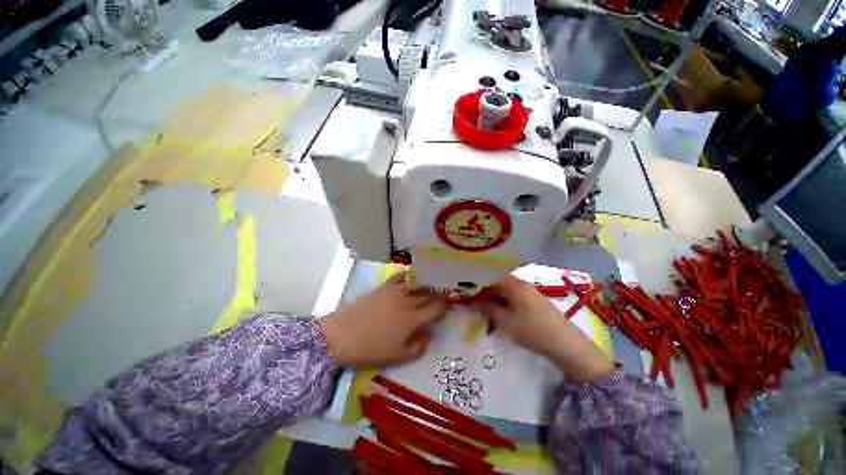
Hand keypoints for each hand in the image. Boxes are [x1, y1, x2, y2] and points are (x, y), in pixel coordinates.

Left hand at [318, 272, 447, 368]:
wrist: (342, 335)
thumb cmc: (371, 349)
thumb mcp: (397, 356)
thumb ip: (418, 347)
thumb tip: (431, 334)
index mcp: (412, 319)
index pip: (435, 309)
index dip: (444, 306)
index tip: (449, 304)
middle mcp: (407, 302)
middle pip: (427, 294)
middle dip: (438, 293)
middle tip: (444, 292)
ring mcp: (394, 292)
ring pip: (416, 284)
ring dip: (426, 283)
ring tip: (432, 282)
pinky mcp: (383, 287)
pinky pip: (399, 276)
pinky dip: (408, 275)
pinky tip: (411, 276)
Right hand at [475, 276, 613, 382]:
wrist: (566, 343)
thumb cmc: (531, 329)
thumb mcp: (505, 320)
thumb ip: (488, 308)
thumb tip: (475, 300)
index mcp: (512, 283)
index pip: (488, 278)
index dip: (476, 286)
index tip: (467, 295)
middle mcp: (520, 283)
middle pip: (497, 283)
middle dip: (485, 292)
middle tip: (474, 303)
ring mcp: (529, 291)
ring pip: (505, 290)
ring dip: (495, 298)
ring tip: (485, 309)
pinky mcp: (534, 300)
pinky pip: (514, 296)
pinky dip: (505, 302)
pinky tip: (501, 311)